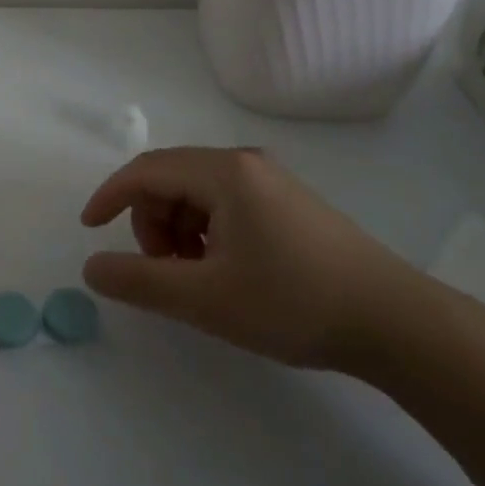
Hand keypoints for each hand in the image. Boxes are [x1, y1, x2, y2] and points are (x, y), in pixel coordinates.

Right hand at [79, 147, 430, 370]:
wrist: (395, 322)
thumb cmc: (293, 303)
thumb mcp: (206, 298)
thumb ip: (140, 282)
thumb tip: (92, 267)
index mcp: (223, 172)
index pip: (146, 170)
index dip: (110, 196)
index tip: (89, 230)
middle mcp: (244, 162)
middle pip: (171, 179)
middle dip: (151, 222)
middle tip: (164, 272)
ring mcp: (270, 180)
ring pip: (197, 193)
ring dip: (179, 230)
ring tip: (198, 279)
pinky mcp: (288, 201)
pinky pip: (226, 203)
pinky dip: (207, 232)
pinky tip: (226, 271)